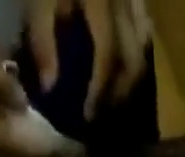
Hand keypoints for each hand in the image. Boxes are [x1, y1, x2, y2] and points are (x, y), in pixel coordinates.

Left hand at [27, 0, 151, 120]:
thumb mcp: (40, 0)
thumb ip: (42, 39)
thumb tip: (49, 87)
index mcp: (101, 3)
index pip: (109, 56)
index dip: (100, 91)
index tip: (88, 116)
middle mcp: (124, 3)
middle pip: (134, 61)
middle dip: (120, 95)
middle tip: (103, 114)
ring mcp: (133, 0)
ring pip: (144, 50)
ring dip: (130, 81)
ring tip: (112, 98)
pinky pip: (144, 31)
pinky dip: (136, 56)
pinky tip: (121, 70)